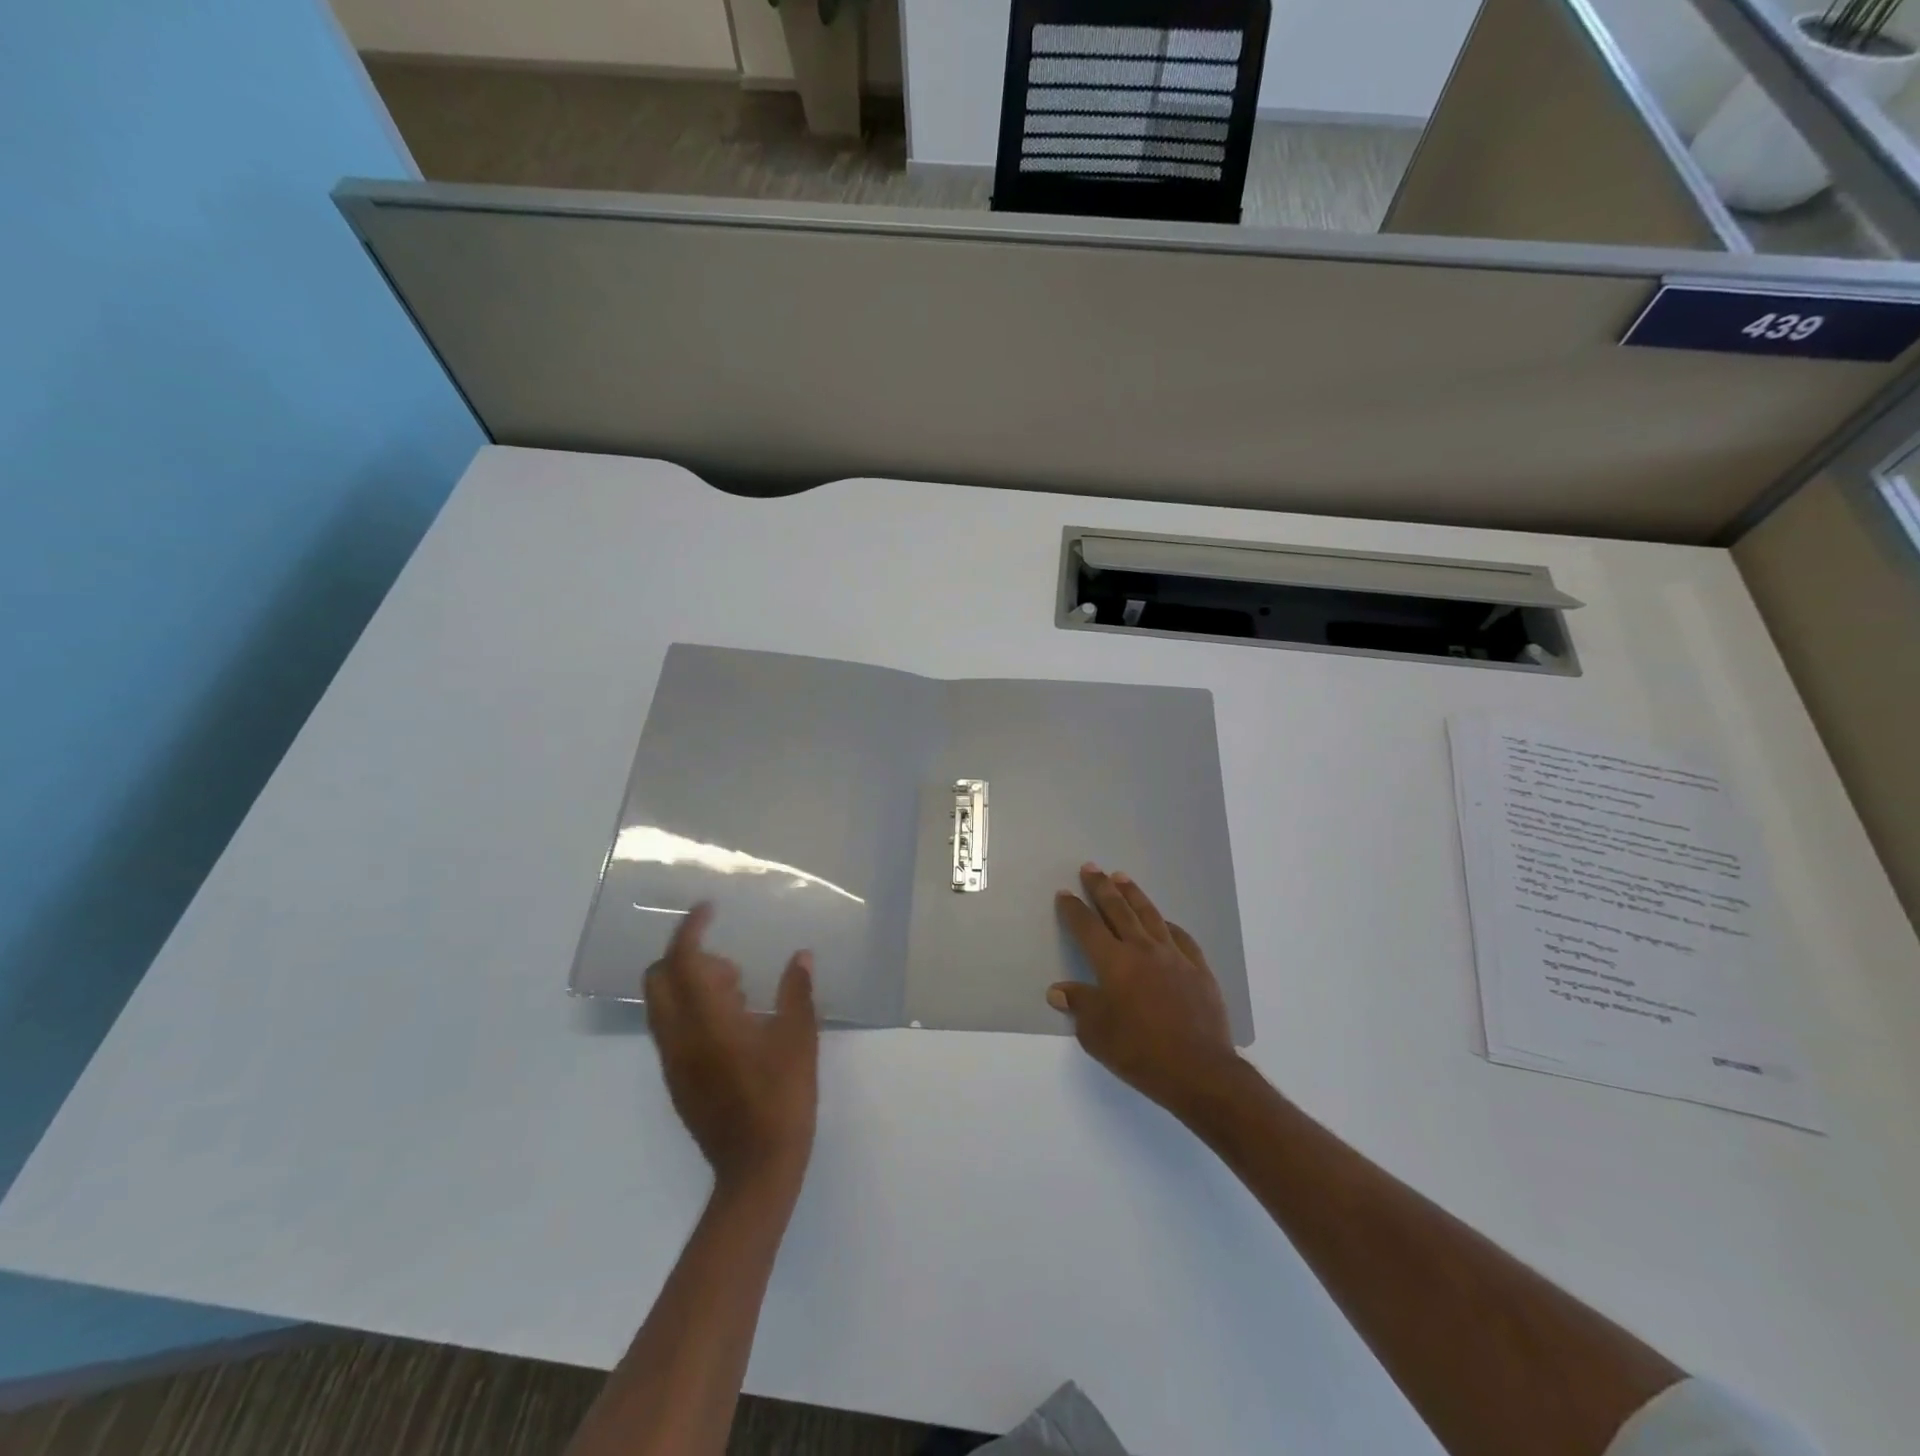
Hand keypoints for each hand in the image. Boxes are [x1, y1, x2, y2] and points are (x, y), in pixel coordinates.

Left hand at [644, 904, 818, 1196]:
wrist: (756, 1168)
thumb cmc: (783, 1097)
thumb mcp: (799, 1039)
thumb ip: (797, 992)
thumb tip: (800, 957)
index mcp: (708, 1020)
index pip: (684, 960)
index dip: (691, 928)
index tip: (709, 909)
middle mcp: (679, 1036)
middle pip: (658, 978)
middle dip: (685, 956)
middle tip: (731, 965)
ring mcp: (673, 1061)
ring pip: (661, 1004)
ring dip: (689, 984)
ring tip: (740, 992)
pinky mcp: (676, 1080)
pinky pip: (670, 1028)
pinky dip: (690, 1009)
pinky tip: (733, 1024)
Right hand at [1050, 864, 1240, 1120]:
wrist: (1199, 1070)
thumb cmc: (1140, 1052)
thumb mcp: (1097, 1034)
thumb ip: (1079, 1006)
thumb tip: (1058, 990)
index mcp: (1114, 963)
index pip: (1087, 927)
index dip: (1074, 909)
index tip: (1065, 892)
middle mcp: (1142, 950)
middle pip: (1118, 910)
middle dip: (1102, 888)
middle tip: (1091, 867)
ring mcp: (1174, 957)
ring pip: (1150, 916)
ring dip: (1134, 895)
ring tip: (1122, 877)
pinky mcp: (1198, 969)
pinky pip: (1181, 938)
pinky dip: (1168, 926)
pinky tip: (1165, 922)